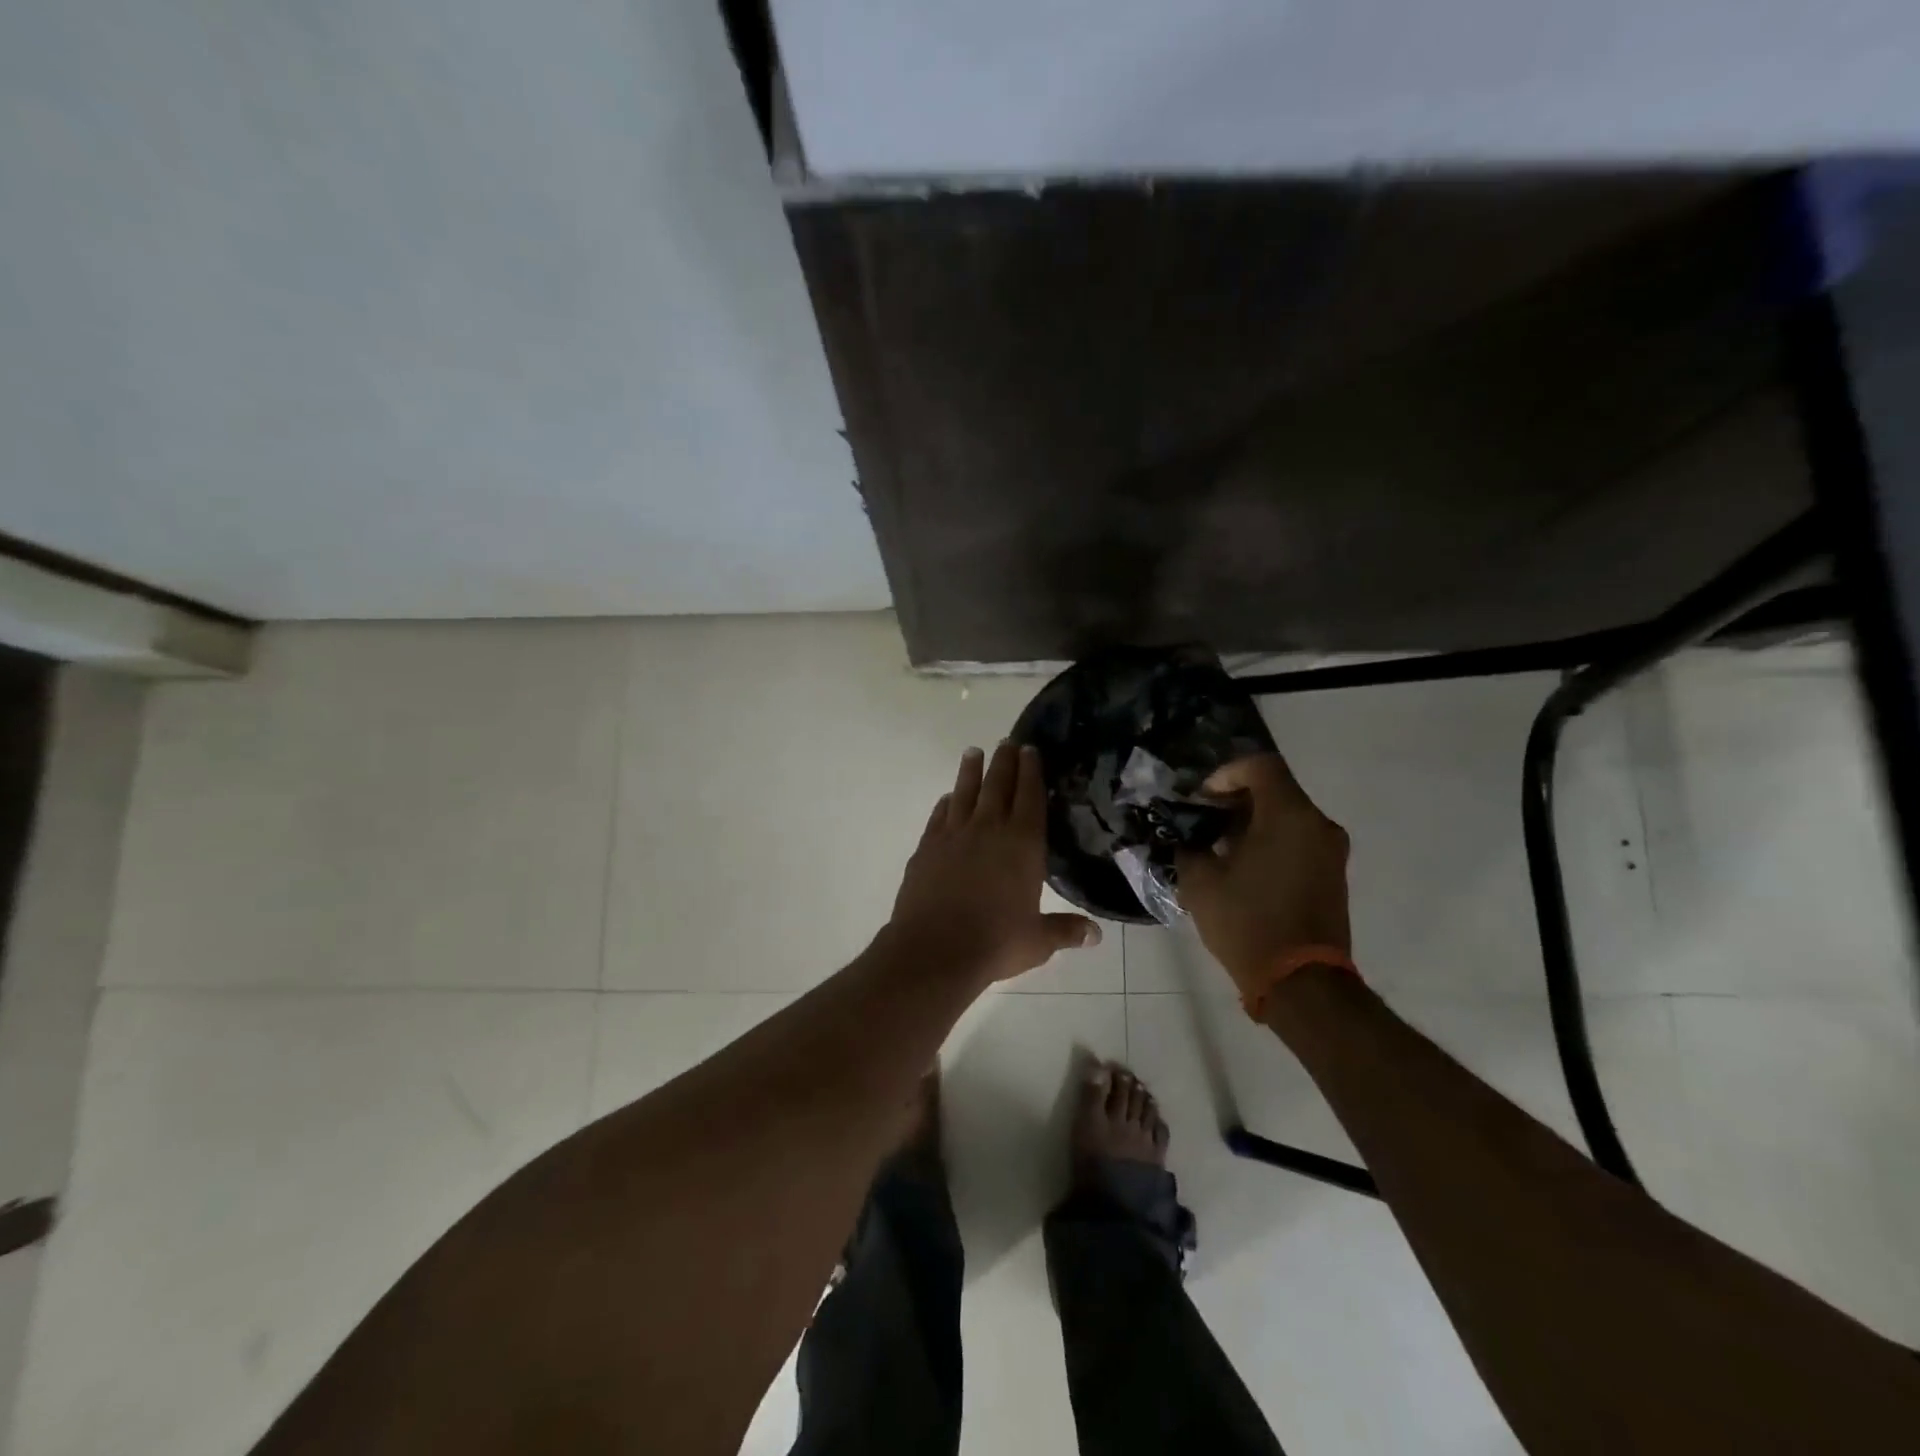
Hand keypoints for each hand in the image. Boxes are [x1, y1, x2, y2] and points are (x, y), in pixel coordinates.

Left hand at [890, 742, 1100, 983]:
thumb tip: (1096, 935)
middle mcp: (989, 830)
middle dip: (1004, 761)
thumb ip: (1065, 931)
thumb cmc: (995, 943)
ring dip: (970, 771)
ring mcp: (954, 835)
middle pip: (998, 785)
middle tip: (1007, 741)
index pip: (1029, 797)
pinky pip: (939, 816)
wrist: (935, 949)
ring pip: (964, 792)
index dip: (1031, 772)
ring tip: (973, 752)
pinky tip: (947, 798)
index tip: (1030, 750)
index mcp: (1022, 844)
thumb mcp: (1037, 941)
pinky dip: (945, 803)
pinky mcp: (927, 847)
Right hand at [1175, 754, 1349, 986]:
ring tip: (1219, 846)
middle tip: (1203, 820)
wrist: (1302, 984)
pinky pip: (1298, 840)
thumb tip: (1187, 838)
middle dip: (1236, 799)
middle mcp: (1318, 824)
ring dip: (1253, 822)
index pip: (1261, 766)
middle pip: (1276, 789)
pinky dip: (1271, 841)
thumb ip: (1190, 848)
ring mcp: (1331, 851)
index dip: (1226, 773)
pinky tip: (1243, 867)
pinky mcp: (1333, 875)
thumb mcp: (1200, 883)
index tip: (1202, 798)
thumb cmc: (1248, 923)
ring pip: (1288, 816)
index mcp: (1289, 816)